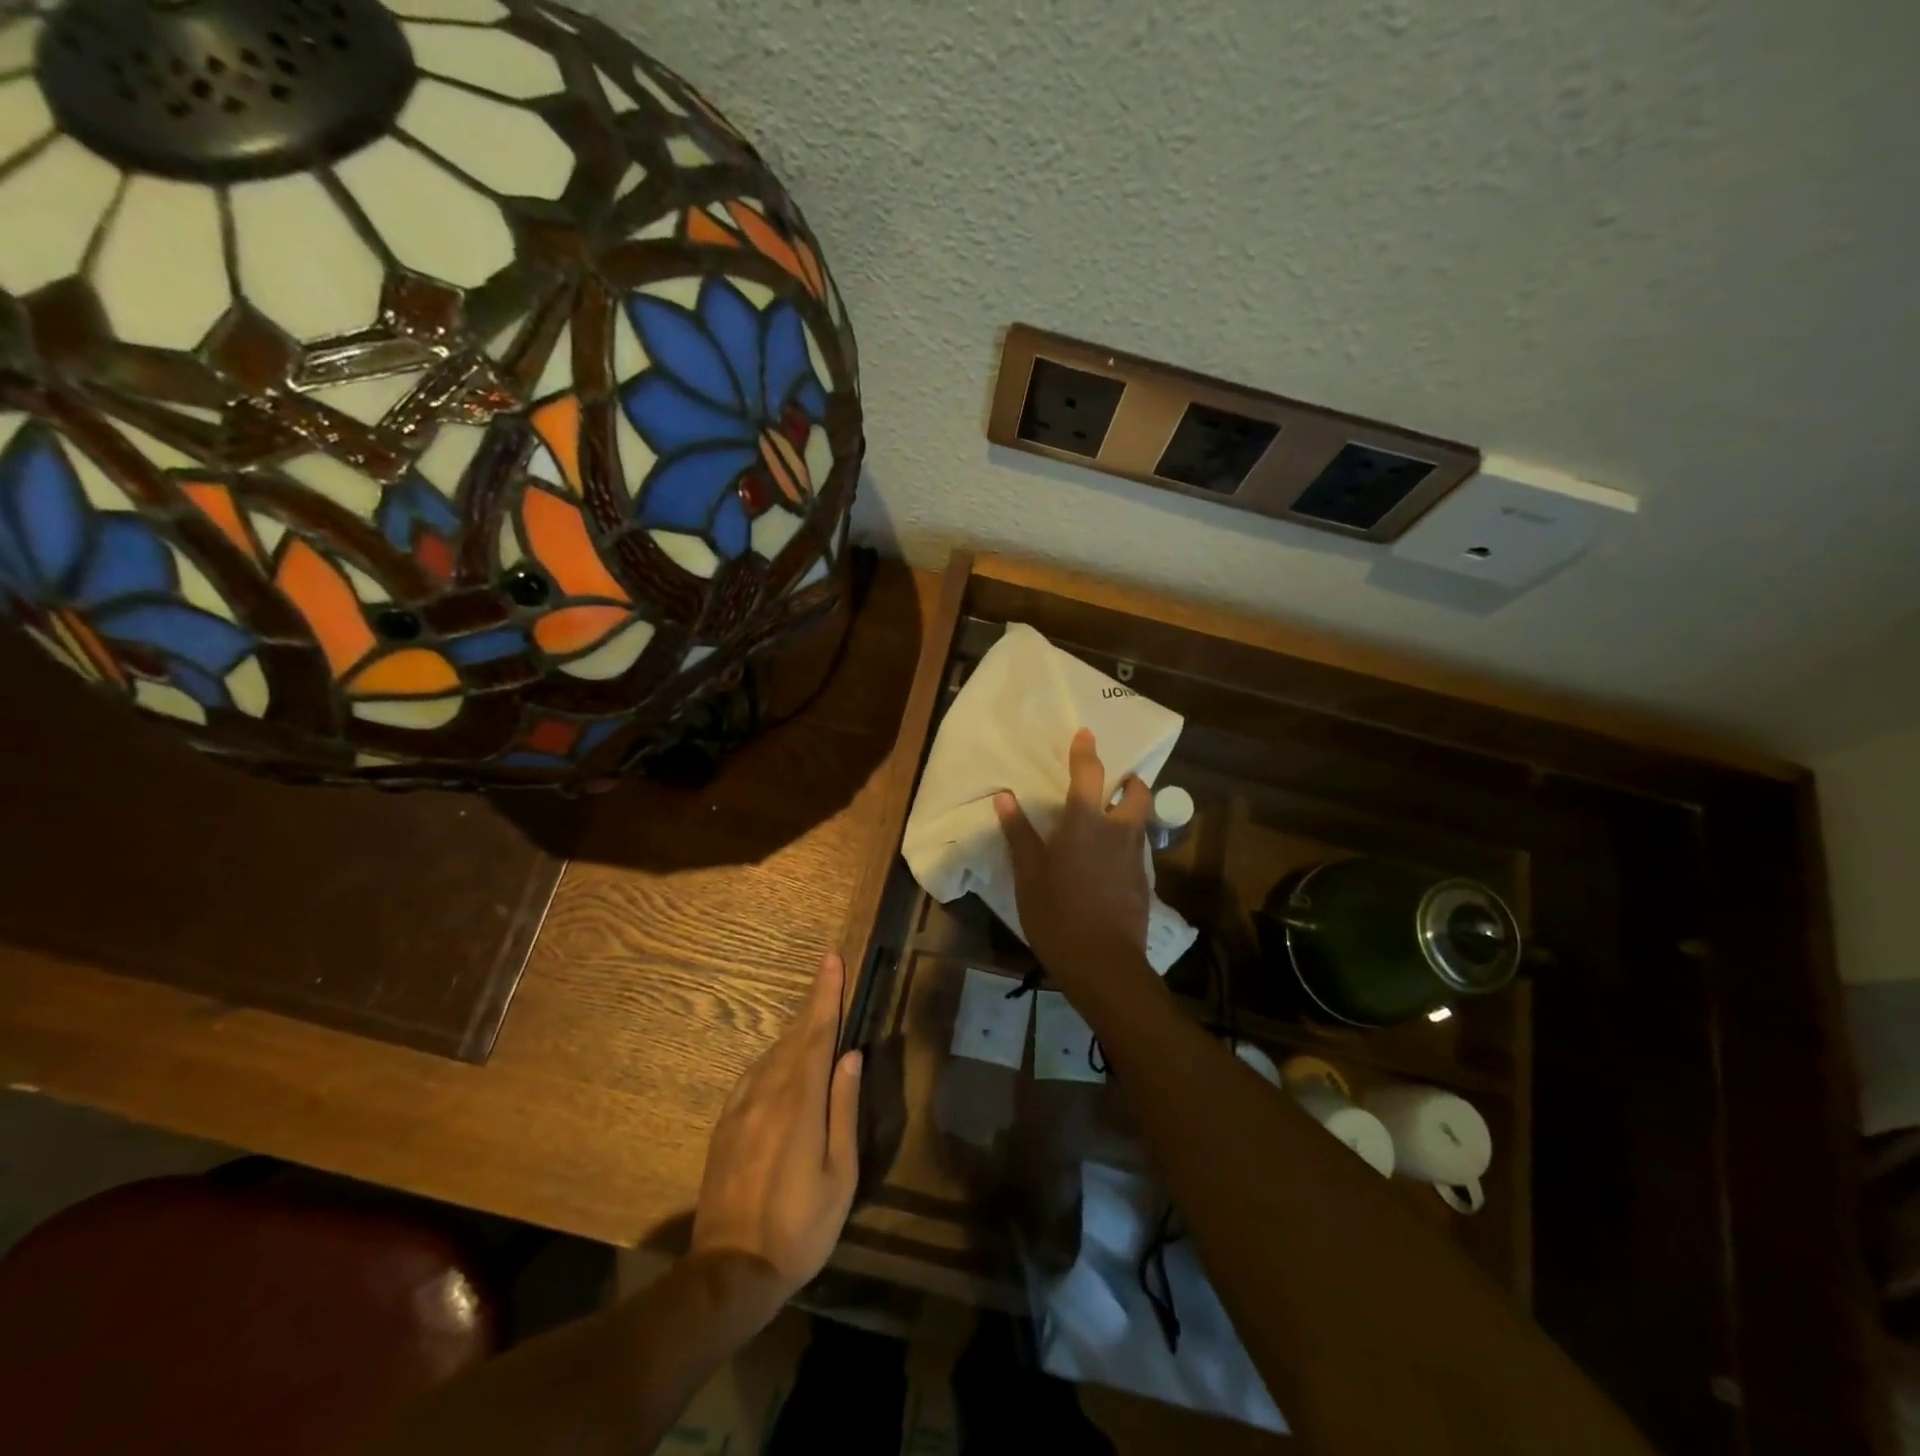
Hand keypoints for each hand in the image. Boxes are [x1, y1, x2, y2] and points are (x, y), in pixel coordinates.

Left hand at [690, 951, 861, 1318]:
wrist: (730, 1271)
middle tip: (828, 971)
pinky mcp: (726, 1124)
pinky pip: (754, 1074)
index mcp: (799, 1103)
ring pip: (773, 1053)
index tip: (832, 960)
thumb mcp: (840, 1175)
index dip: (826, 995)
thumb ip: (844, 1110)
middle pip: (794, 1036)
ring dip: (796, 1030)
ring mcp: (741, 1107)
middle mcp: (767, 1093)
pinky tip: (783, 1060)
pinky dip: (774, 1057)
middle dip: (814, 1002)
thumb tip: (851, 1057)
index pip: (817, 1035)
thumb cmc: (800, 1227)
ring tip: (815, 1015)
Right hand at [995, 727, 1156, 991]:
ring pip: (1141, 820)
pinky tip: (1110, 860)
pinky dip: (1128, 841)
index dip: (1086, 750)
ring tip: (1110, 819)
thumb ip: (1019, 834)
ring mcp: (1136, 857)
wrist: (1104, 964)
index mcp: (1085, 824)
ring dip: (1131, 810)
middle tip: (1114, 783)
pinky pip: (1139, 847)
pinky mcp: (1144, 881)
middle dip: (1130, 781)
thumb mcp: (1029, 876)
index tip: (1085, 733)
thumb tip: (1005, 797)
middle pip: (1137, 793)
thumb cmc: (1057, 915)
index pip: (1090, 774)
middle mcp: (1117, 831)